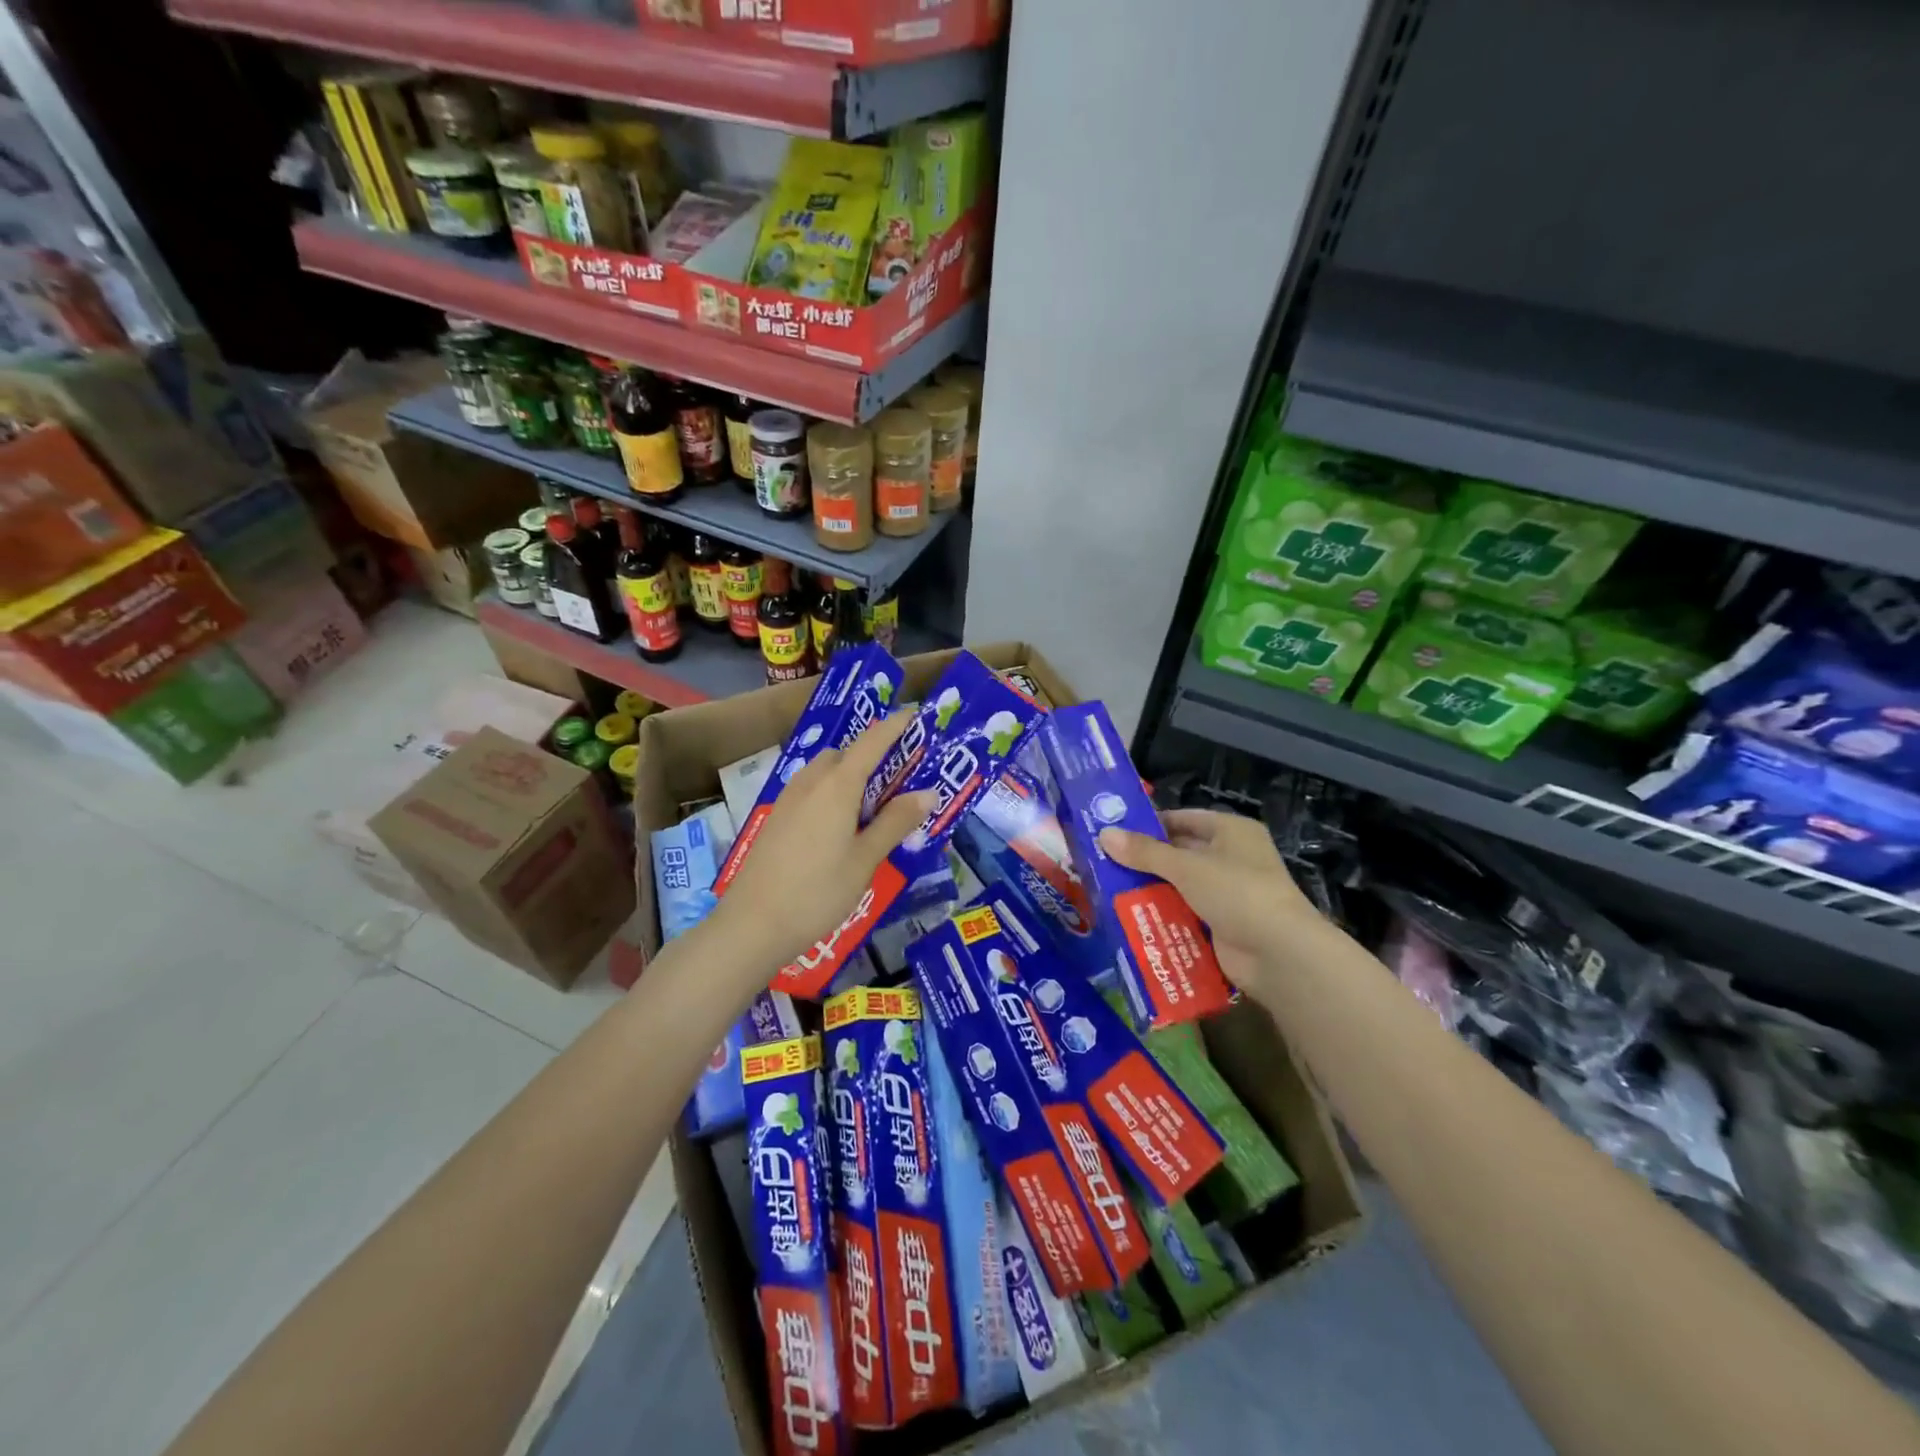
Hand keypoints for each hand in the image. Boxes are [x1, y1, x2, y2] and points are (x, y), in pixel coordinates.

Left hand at [708, 711, 935, 985]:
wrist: (753, 925)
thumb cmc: (818, 891)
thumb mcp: (865, 859)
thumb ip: (895, 822)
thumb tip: (928, 792)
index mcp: (837, 785)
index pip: (872, 742)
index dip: (895, 726)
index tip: (915, 714)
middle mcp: (811, 782)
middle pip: (845, 754)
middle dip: (871, 756)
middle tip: (899, 780)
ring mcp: (788, 800)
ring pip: (824, 772)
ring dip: (849, 776)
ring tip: (872, 807)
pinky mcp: (776, 819)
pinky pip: (810, 791)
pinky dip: (831, 793)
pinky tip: (839, 827)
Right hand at [1099, 809, 1324, 1004]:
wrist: (1279, 954)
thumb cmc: (1237, 892)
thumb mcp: (1186, 867)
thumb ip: (1144, 852)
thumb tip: (1104, 834)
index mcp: (1230, 831)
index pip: (1183, 819)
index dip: (1149, 823)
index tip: (1113, 831)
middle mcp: (1231, 857)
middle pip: (1179, 853)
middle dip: (1144, 859)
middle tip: (1100, 862)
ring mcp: (1227, 893)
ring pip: (1179, 885)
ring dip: (1150, 889)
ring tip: (1105, 889)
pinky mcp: (1221, 924)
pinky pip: (1185, 913)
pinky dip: (1162, 915)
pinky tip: (1128, 917)